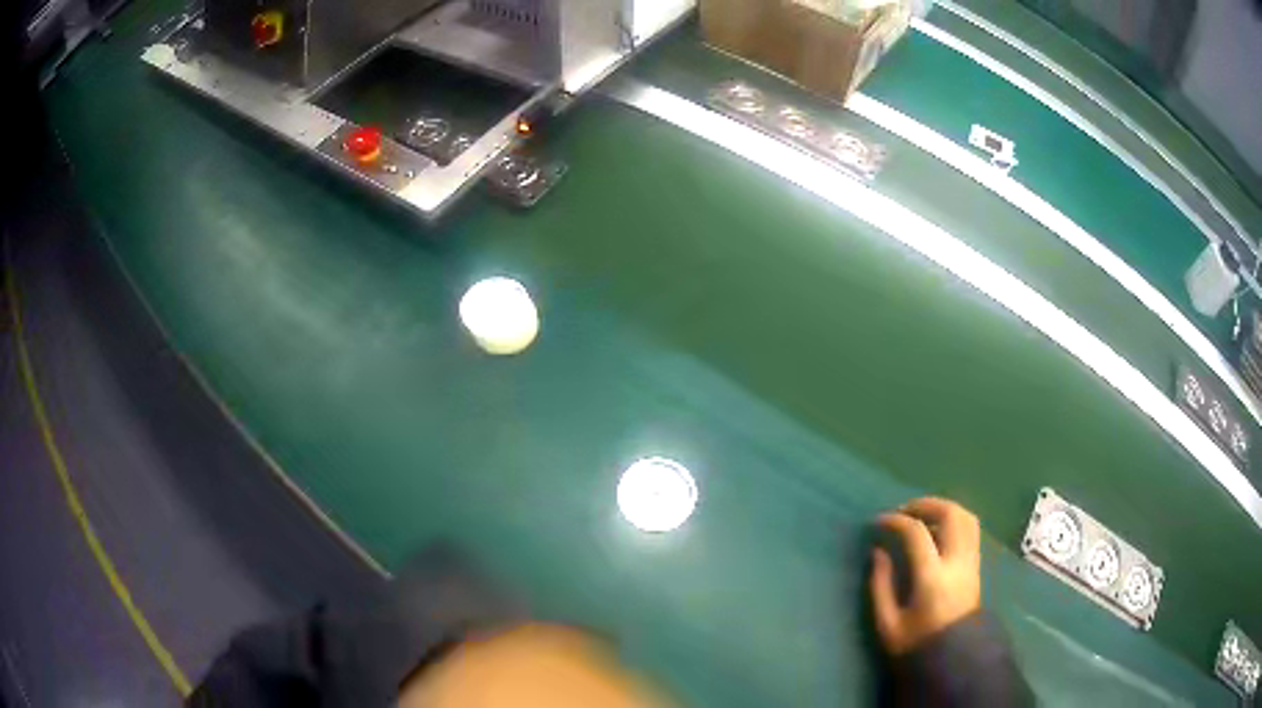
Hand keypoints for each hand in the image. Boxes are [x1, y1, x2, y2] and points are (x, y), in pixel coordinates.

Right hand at [870, 497, 981, 655]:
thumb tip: (878, 551)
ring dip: (942, 508)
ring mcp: (971, 561)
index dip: (895, 521)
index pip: (917, 533)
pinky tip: (937, 531)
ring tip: (921, 515)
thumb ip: (880, 584)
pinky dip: (954, 519)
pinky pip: (970, 529)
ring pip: (965, 517)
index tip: (878, 522)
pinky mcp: (976, 565)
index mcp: (932, 577)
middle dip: (924, 504)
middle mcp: (957, 562)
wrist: (953, 657)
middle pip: (950, 514)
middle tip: (903, 511)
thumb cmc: (916, 643)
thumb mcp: (888, 623)